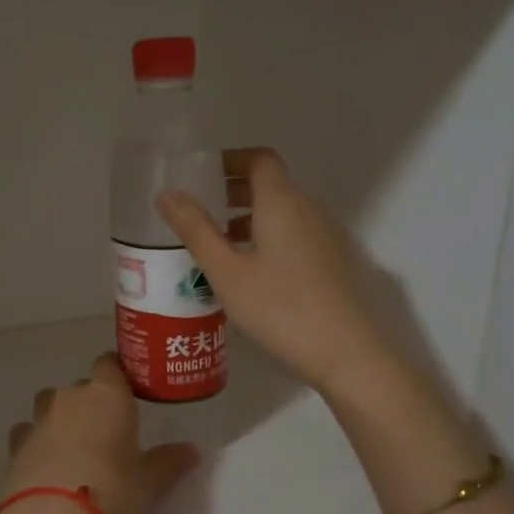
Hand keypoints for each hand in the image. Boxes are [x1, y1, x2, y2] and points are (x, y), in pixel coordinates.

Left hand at [0, 353, 198, 513]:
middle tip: (106, 433)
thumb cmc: (112, 491)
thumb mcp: (150, 481)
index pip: (109, 363)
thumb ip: (170, 461)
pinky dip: (35, 441)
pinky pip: (27, 432)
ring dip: (60, 418)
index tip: (126, 391)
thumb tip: (192, 451)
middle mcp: (70, 397)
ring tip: (73, 448)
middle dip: (91, 404)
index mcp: (107, 395)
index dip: (116, 374)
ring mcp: (38, 419)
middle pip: (81, 388)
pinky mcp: (15, 445)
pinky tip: (44, 463)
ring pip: (49, 405)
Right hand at [158, 147, 393, 395]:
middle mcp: (309, 211)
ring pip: (283, 215)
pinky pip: (295, 237)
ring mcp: (326, 238)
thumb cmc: (280, 308)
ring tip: (218, 249)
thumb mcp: (226, 272)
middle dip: (234, 194)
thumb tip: (167, 194)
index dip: (231, 161)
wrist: (346, 353)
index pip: (260, 160)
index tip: (203, 176)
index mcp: (282, 203)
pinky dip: (268, 240)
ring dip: (250, 221)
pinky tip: (250, 276)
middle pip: (271, 187)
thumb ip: (196, 231)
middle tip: (201, 215)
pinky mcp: (333, 264)